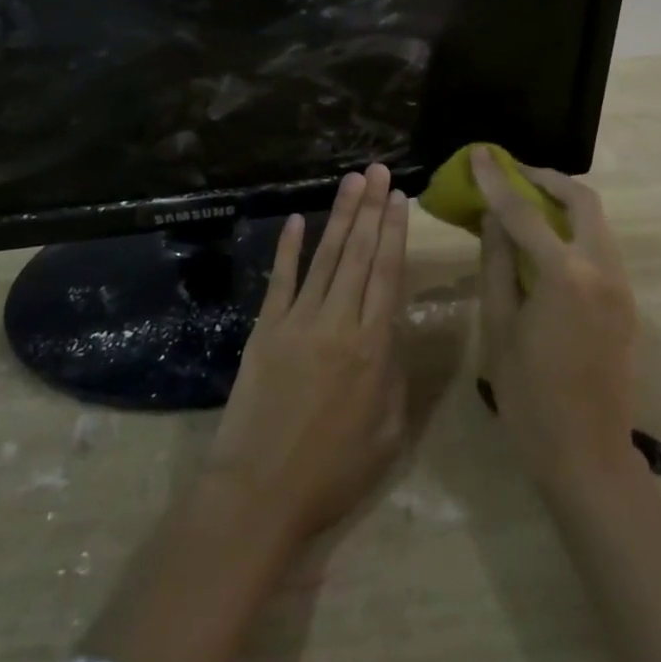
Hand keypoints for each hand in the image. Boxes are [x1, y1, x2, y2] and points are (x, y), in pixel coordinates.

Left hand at [206, 164, 409, 545]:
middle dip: (371, 209)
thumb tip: (397, 330)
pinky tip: (296, 221)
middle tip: (378, 170)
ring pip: (325, 258)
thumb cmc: (333, 472)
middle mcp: (339, 322)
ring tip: (352, 182)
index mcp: (374, 347)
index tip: (399, 198)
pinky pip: (281, 280)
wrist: (261, 491)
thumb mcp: (387, 432)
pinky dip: (289, 249)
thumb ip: (396, 374)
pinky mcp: (266, 328)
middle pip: (359, 255)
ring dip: (340, 217)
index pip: (388, 274)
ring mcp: (299, 321)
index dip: (394, 233)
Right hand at [472, 149, 641, 490]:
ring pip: (596, 222)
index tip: (480, 153)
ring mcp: (621, 286)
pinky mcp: (626, 302)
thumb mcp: (500, 327)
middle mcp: (602, 270)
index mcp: (565, 276)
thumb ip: (496, 265)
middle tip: (512, 173)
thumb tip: (490, 219)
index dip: (497, 180)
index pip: (524, 213)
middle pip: (582, 201)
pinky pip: (600, 246)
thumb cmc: (530, 396)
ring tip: (525, 201)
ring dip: (562, 203)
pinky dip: (574, 229)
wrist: (588, 456)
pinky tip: (546, 241)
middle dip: (546, 179)